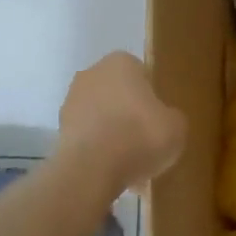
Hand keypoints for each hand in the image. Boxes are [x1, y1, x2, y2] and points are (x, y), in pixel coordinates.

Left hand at [57, 52, 186, 191]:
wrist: (92, 169)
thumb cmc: (140, 136)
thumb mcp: (177, 126)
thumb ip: (171, 117)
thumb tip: (164, 120)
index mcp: (121, 62)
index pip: (141, 74)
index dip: (152, 98)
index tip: (159, 120)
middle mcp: (92, 74)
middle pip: (118, 94)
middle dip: (129, 114)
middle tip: (146, 141)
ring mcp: (71, 101)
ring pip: (101, 116)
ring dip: (112, 133)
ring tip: (129, 164)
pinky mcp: (59, 130)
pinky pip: (88, 137)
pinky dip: (98, 151)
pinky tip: (112, 172)